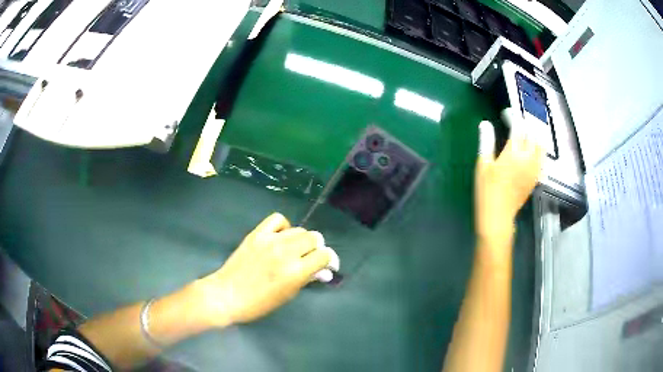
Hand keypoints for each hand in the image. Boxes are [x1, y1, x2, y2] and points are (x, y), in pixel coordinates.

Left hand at [194, 213, 330, 326]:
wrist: (227, 294)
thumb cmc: (259, 303)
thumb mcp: (288, 295)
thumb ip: (307, 279)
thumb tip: (323, 271)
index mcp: (296, 271)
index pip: (324, 255)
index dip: (329, 260)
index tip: (327, 266)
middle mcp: (286, 252)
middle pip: (314, 238)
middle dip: (317, 248)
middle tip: (310, 258)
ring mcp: (270, 240)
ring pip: (299, 229)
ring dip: (302, 240)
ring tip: (295, 249)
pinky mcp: (257, 233)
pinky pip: (278, 219)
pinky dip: (284, 227)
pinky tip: (281, 237)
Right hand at [475, 108, 542, 245]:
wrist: (498, 217)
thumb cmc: (487, 191)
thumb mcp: (483, 165)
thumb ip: (486, 142)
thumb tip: (485, 123)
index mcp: (513, 154)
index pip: (518, 128)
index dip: (513, 117)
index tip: (506, 114)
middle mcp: (528, 159)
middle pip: (532, 135)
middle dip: (525, 125)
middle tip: (516, 122)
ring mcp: (534, 169)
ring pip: (540, 146)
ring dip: (534, 136)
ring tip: (526, 134)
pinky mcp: (535, 178)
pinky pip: (541, 159)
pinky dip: (538, 150)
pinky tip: (532, 150)